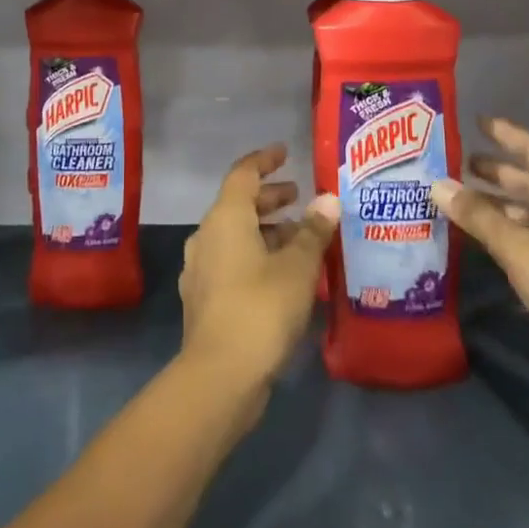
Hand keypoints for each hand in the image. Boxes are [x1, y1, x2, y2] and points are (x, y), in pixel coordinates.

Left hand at [178, 145, 339, 409]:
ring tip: (300, 237)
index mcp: (225, 218)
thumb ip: (313, 231)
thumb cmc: (261, 308)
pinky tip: (281, 273)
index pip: (243, 173)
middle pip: (238, 204)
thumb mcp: (297, 267)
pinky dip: (255, 255)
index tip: (285, 152)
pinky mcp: (204, 298)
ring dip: (265, 230)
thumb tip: (328, 199)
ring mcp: (201, 268)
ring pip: (234, 235)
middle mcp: (207, 236)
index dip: (264, 160)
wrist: (220, 375)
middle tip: (300, 197)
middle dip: (269, 198)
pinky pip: (231, 261)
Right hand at [432, 118, 528, 474]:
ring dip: (496, 209)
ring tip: (457, 201)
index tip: (479, 122)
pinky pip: (527, 250)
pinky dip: (502, 241)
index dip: (511, 136)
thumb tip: (436, 184)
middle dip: (498, 174)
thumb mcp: (522, 249)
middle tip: (458, 163)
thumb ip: (478, 217)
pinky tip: (476, 245)